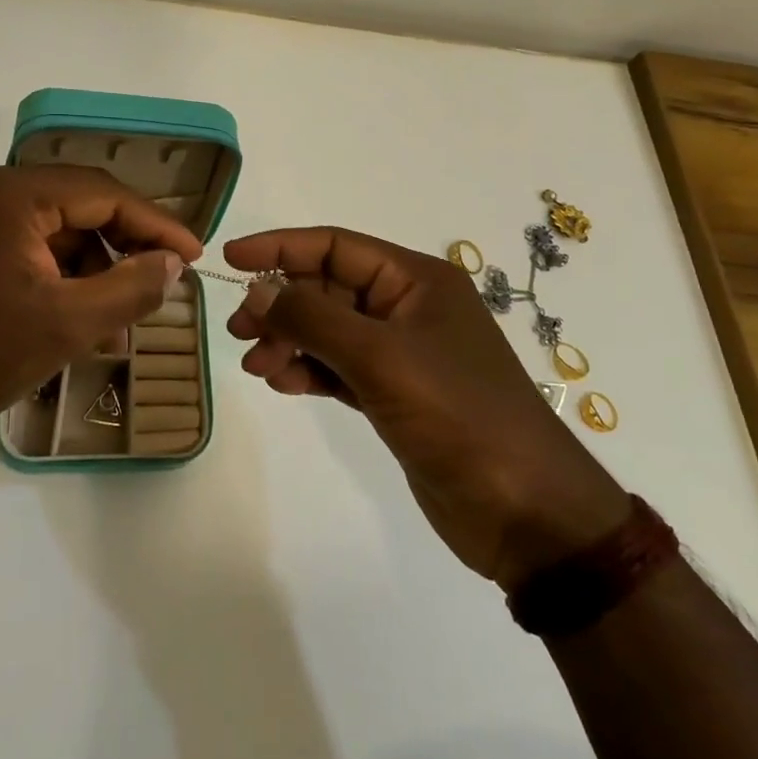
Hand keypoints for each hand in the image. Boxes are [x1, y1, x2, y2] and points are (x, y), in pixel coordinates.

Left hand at [0, 166, 202, 447]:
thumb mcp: (67, 325)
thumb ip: (130, 288)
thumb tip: (174, 265)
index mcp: (13, 193)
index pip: (105, 194)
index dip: (156, 225)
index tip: (195, 255)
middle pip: (81, 205)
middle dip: (126, 245)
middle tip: (164, 281)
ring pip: (58, 229)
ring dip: (95, 266)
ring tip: (122, 315)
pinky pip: (31, 245)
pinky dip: (62, 275)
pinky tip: (82, 315)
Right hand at [225, 228, 627, 589]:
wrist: (526, 512)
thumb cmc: (458, 415)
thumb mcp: (381, 358)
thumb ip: (313, 318)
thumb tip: (258, 290)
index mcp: (416, 280)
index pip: (336, 246)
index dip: (281, 248)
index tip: (231, 260)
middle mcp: (408, 307)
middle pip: (328, 289)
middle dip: (281, 304)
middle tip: (238, 330)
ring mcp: (401, 353)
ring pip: (329, 330)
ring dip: (289, 341)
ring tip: (257, 365)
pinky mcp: (395, 395)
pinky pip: (338, 368)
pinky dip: (308, 371)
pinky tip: (282, 383)